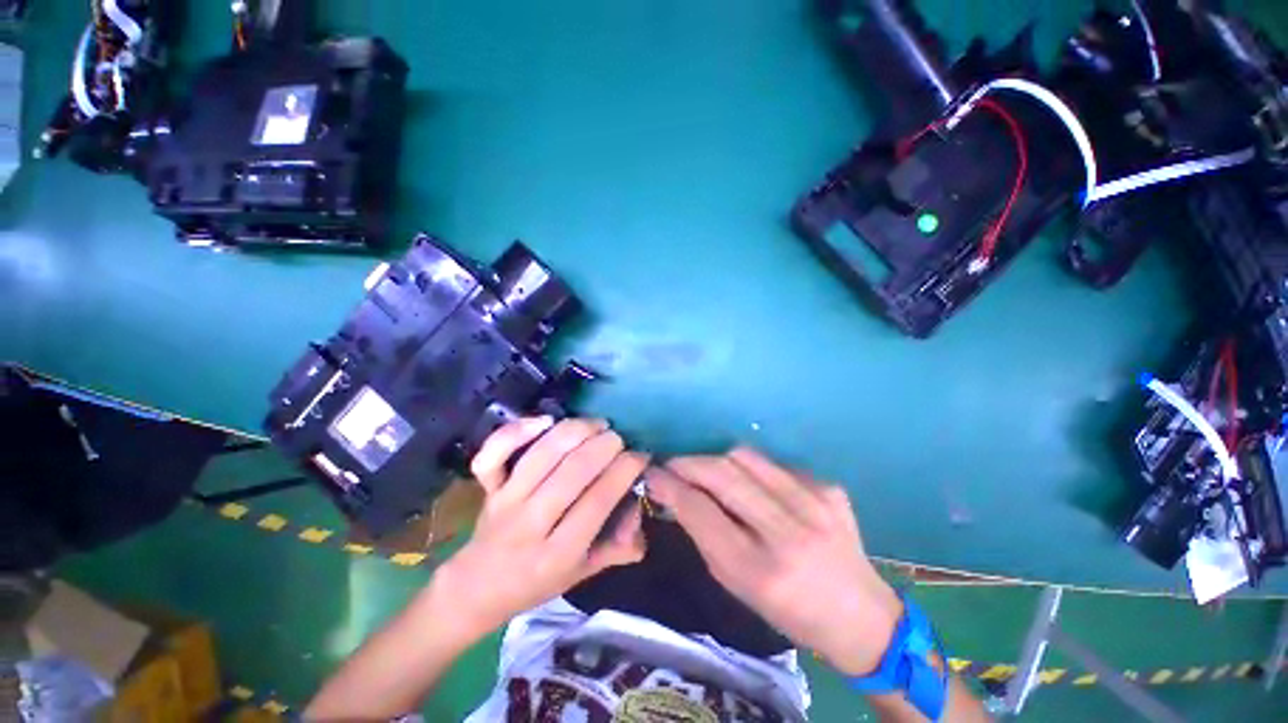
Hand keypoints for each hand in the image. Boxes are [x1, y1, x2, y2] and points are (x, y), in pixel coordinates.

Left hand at [435, 417, 647, 636]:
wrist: (477, 588)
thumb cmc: (537, 582)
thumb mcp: (583, 575)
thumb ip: (617, 548)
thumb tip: (640, 511)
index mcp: (558, 554)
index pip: (599, 501)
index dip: (625, 470)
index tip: (640, 455)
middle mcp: (530, 525)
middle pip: (573, 471)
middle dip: (605, 445)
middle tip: (620, 438)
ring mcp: (505, 502)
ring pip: (542, 454)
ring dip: (576, 430)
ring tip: (597, 424)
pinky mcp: (488, 488)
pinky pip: (494, 454)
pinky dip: (518, 431)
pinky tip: (546, 421)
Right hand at [649, 448, 903, 675]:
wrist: (860, 615)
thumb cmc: (789, 611)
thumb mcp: (737, 584)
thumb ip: (704, 535)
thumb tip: (676, 493)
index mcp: (760, 571)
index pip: (700, 510)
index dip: (670, 486)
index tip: (653, 473)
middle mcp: (789, 532)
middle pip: (723, 473)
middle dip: (688, 463)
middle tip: (673, 465)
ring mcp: (814, 503)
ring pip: (746, 456)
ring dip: (717, 460)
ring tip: (709, 471)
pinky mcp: (828, 487)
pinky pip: (774, 463)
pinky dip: (753, 470)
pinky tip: (757, 487)